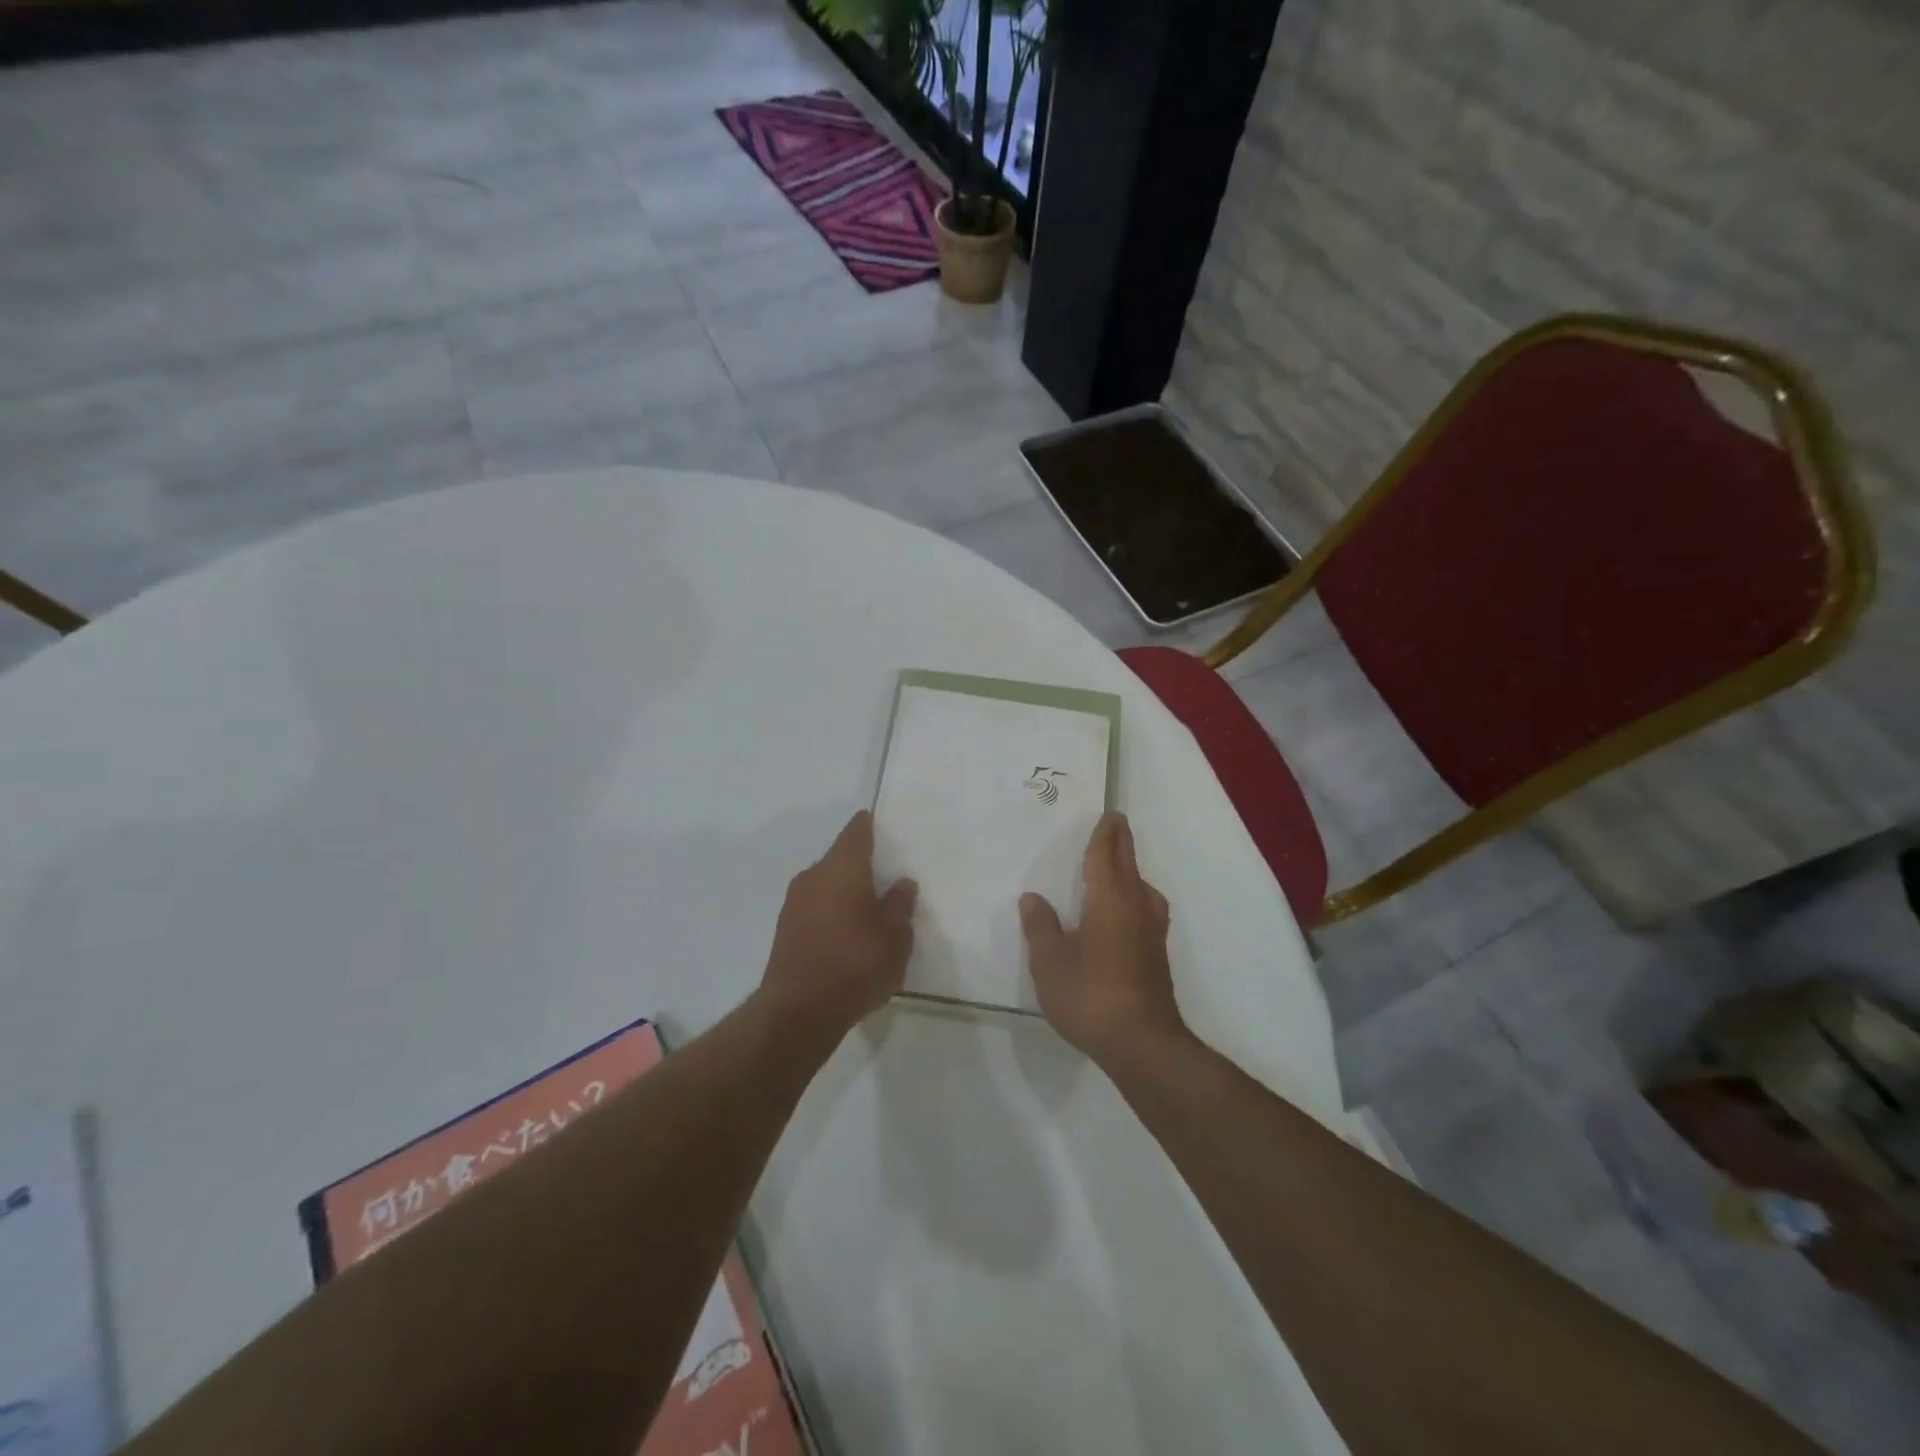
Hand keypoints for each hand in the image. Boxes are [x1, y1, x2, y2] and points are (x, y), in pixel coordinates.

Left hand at [758, 811, 916, 1043]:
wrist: (798, 1012)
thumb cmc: (855, 965)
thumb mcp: (895, 937)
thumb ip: (899, 906)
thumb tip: (901, 883)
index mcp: (842, 868)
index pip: (856, 832)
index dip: (869, 826)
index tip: (882, 825)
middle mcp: (813, 876)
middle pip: (840, 859)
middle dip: (861, 864)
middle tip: (886, 874)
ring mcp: (794, 903)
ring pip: (826, 884)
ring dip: (845, 891)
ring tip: (870, 908)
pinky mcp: (785, 930)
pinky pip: (815, 908)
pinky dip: (832, 912)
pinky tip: (848, 934)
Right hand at [1019, 812, 1188, 1068]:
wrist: (1142, 1043)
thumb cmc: (1090, 995)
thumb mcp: (1050, 962)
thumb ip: (1041, 927)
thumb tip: (1033, 898)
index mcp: (1109, 900)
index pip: (1106, 856)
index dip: (1104, 835)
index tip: (1109, 815)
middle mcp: (1135, 907)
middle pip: (1129, 865)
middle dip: (1121, 843)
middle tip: (1116, 825)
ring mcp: (1151, 931)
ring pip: (1143, 887)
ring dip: (1132, 870)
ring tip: (1120, 868)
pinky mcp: (1157, 954)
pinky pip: (1146, 907)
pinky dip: (1136, 895)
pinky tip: (1128, 912)